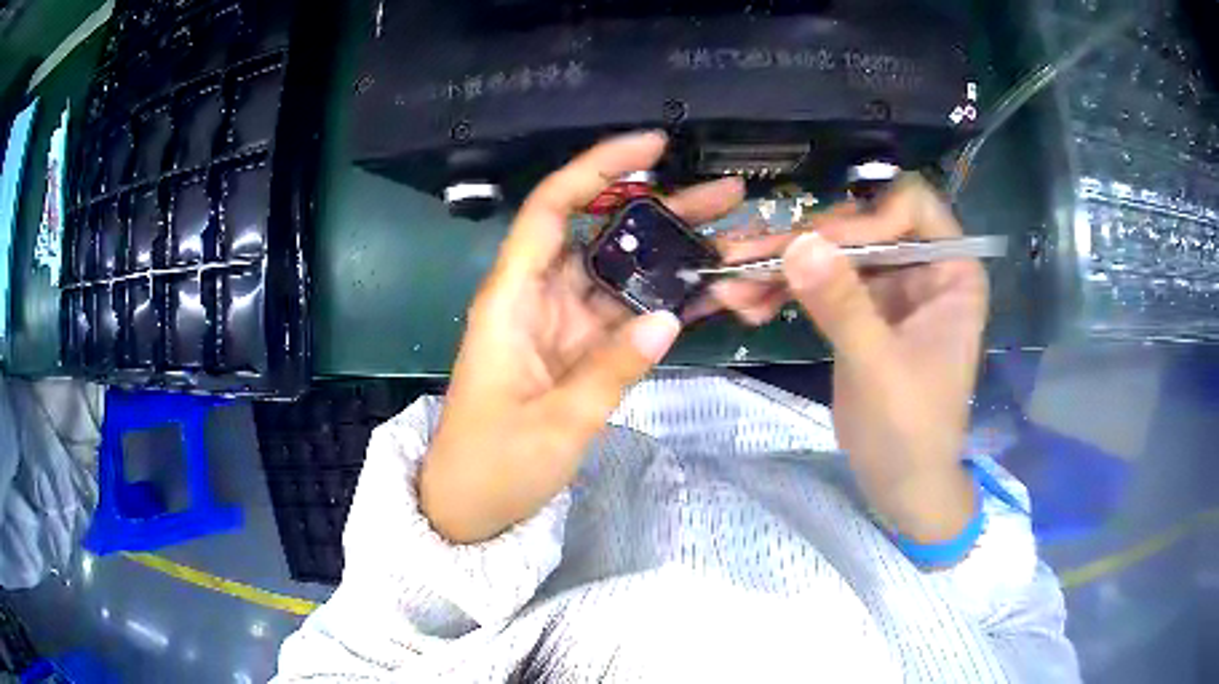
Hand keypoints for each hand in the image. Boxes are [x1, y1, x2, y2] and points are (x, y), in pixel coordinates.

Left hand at [419, 132, 744, 542]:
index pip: (552, 209)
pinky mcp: (580, 352)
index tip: (653, 147)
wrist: (470, 507)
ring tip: (736, 236)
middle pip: (603, 235)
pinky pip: (629, 316)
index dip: (599, 169)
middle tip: (727, 194)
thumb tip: (669, 319)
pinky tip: (713, 290)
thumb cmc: (493, 465)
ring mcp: (564, 325)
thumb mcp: (554, 425)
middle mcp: (539, 298)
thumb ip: (611, 371)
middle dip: (663, 209)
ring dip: (677, 255)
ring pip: (624, 273)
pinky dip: (668, 303)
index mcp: (513, 298)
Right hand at [723, 176, 988, 541]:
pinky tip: (744, 304)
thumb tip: (797, 243)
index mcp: (950, 272)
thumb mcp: (878, 368)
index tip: (820, 248)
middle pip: (858, 225)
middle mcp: (921, 267)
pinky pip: (819, 284)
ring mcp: (888, 287)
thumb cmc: (910, 431)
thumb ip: (842, 305)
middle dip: (802, 244)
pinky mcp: (859, 310)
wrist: (900, 484)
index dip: (865, 218)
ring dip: (779, 267)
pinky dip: (782, 291)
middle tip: (743, 258)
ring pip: (831, 253)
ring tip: (730, 284)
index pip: (911, 207)